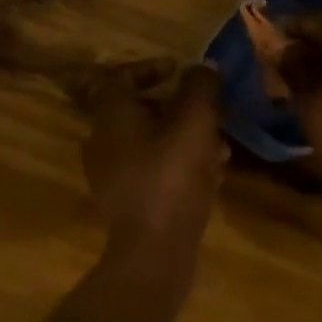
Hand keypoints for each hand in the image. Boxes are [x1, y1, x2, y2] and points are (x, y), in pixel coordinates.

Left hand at [81, 60, 227, 276]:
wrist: (154, 254)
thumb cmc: (171, 176)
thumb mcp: (195, 121)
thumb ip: (201, 87)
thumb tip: (203, 68)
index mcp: (111, 116)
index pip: (121, 76)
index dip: (150, 67)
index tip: (178, 70)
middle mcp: (102, 141)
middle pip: (139, 109)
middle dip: (178, 106)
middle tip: (208, 110)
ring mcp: (110, 175)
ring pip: (150, 140)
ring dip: (183, 136)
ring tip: (219, 145)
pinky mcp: (125, 202)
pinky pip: (152, 168)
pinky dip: (178, 163)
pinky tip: (210, 175)